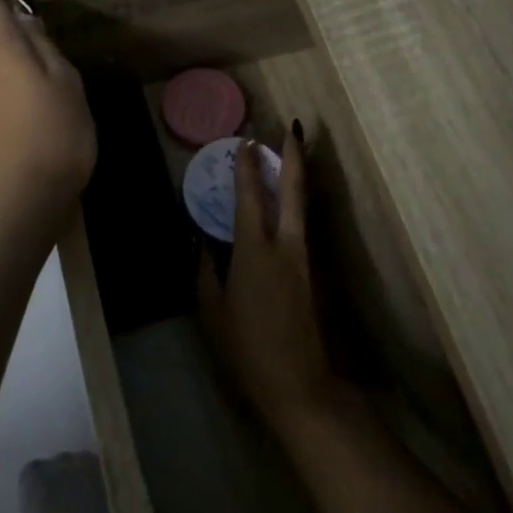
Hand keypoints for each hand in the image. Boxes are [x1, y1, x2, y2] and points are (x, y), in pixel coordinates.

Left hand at [0, 0, 95, 227]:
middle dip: (11, 36)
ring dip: (7, 69)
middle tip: (44, 49)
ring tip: (38, 89)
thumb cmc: (54, 136)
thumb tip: (24, 22)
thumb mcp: (65, 83)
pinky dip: (1, 94)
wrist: (18, 205)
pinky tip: (23, 116)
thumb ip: (43, 46)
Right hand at [198, 127, 347, 439]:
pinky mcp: (311, 271)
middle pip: (293, 190)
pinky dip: (295, 202)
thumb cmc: (247, 349)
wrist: (298, 383)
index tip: (246, 141)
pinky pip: (301, 224)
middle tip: (290, 129)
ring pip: (302, 205)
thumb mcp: (212, 311)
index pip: (250, 197)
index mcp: (254, 251)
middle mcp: (284, 245)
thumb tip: (200, 242)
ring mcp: (303, 257)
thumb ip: (205, 272)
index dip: (248, 167)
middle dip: (292, 156)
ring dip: (297, 176)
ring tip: (290, 154)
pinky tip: (287, 201)